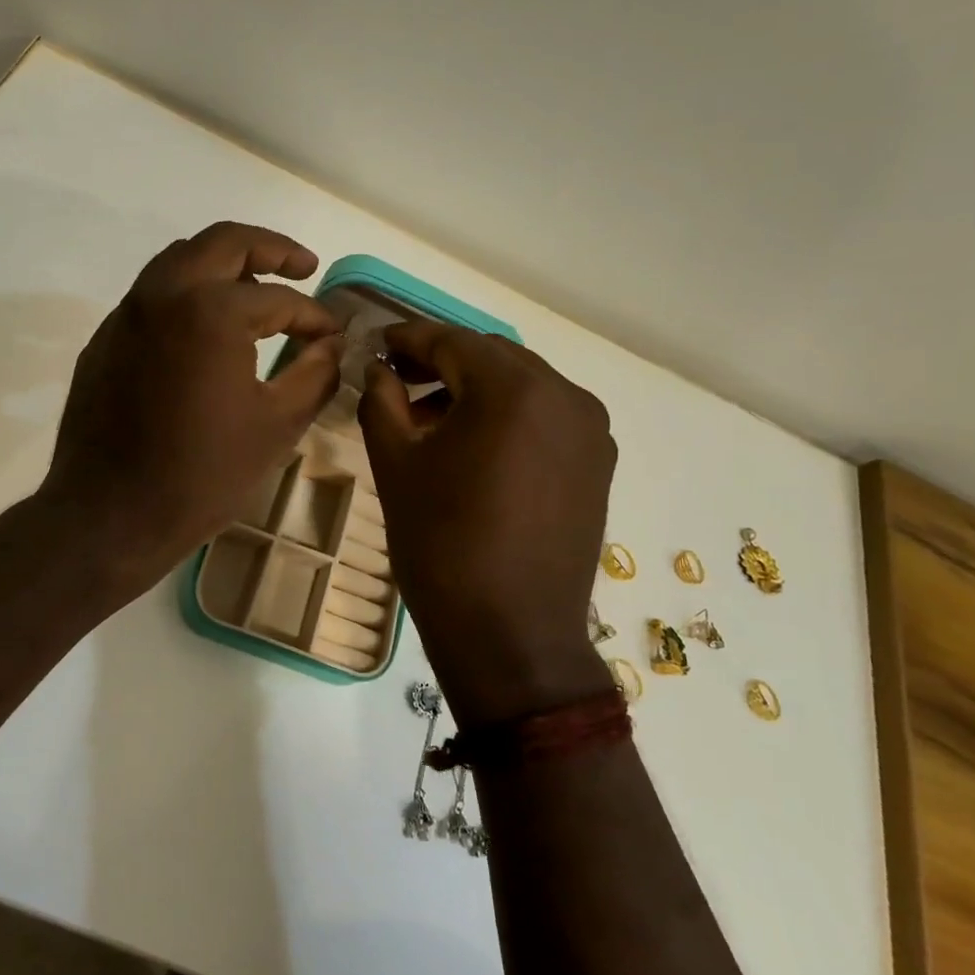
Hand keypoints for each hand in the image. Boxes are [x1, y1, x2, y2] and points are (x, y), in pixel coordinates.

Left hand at [41, 222, 345, 588]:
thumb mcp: (277, 426)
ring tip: (257, 288)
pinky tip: (207, 329)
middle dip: (271, 248)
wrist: (109, 517)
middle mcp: (164, 294)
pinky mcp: (105, 339)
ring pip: (181, 260)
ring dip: (225, 263)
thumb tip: (331, 343)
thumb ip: (315, 373)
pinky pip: (153, 295)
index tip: (333, 335)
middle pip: (224, 242)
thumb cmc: (202, 475)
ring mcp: (127, 314)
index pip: (279, 299)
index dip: (315, 316)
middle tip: (303, 266)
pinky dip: (188, 293)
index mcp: (211, 311)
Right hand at [359, 322, 616, 726]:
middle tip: (397, 380)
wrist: (511, 635)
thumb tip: (377, 370)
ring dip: (476, 389)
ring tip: (431, 419)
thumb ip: (381, 402)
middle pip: (491, 357)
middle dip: (442, 362)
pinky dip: (508, 416)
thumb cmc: (442, 545)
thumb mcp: (396, 467)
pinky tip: (475, 446)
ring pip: (522, 385)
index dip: (408, 339)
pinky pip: (546, 416)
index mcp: (513, 389)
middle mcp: (564, 395)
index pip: (451, 341)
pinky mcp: (598, 462)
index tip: (376, 344)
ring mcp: (590, 430)